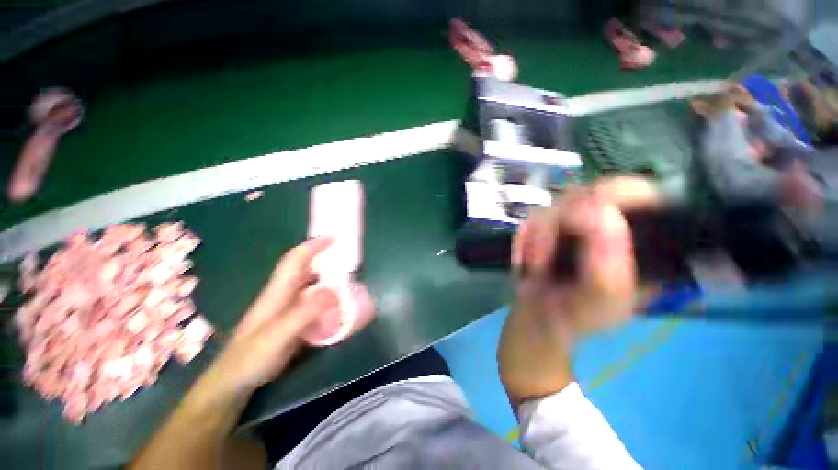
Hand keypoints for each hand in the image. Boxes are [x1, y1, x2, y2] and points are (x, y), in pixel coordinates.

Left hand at [209, 238, 339, 394]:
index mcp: (279, 291)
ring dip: (330, 279)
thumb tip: (333, 292)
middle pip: (307, 269)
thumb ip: (303, 314)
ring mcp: (289, 308)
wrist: (234, 382)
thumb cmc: (250, 357)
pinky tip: (340, 306)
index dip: (313, 245)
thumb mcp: (276, 336)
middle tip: (349, 259)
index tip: (334, 237)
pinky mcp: (294, 321)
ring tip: (350, 281)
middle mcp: (285, 294)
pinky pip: (316, 303)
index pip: (296, 259)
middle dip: (326, 259)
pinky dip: (329, 299)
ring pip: (313, 286)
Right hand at [499, 182, 640, 403]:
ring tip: (536, 267)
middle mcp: (610, 222)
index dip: (610, 197)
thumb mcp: (601, 301)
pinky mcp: (547, 225)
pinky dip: (524, 239)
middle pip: (588, 191)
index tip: (580, 221)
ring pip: (553, 204)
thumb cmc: (576, 316)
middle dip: (560, 224)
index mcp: (641, 239)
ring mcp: (575, 221)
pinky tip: (526, 261)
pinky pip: (530, 218)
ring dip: (538, 238)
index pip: (637, 192)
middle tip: (547, 255)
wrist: (538, 319)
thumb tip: (602, 212)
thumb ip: (607, 266)